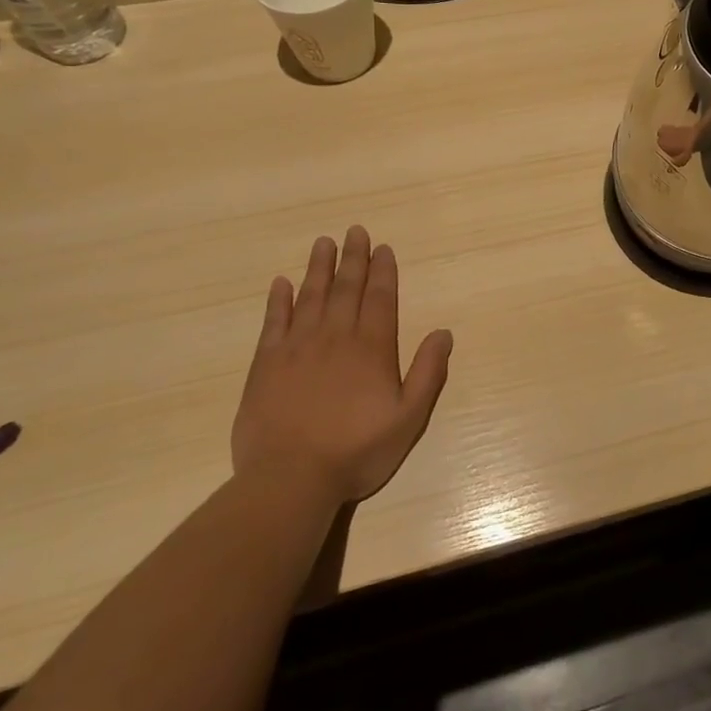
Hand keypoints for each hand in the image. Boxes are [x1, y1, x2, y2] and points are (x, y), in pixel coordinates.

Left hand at [232, 226, 452, 503]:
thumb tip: (443, 332)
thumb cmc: (356, 451)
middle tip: (355, 231)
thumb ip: (428, 373)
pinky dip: (278, 300)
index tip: (382, 248)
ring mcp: (297, 348)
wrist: (290, 479)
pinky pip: (274, 322)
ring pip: (311, 296)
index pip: (379, 298)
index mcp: (371, 348)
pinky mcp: (266, 364)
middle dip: (353, 258)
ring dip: (319, 268)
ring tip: (323, 243)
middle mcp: (336, 337)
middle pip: (346, 288)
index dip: (383, 271)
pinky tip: (281, 283)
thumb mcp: (408, 418)